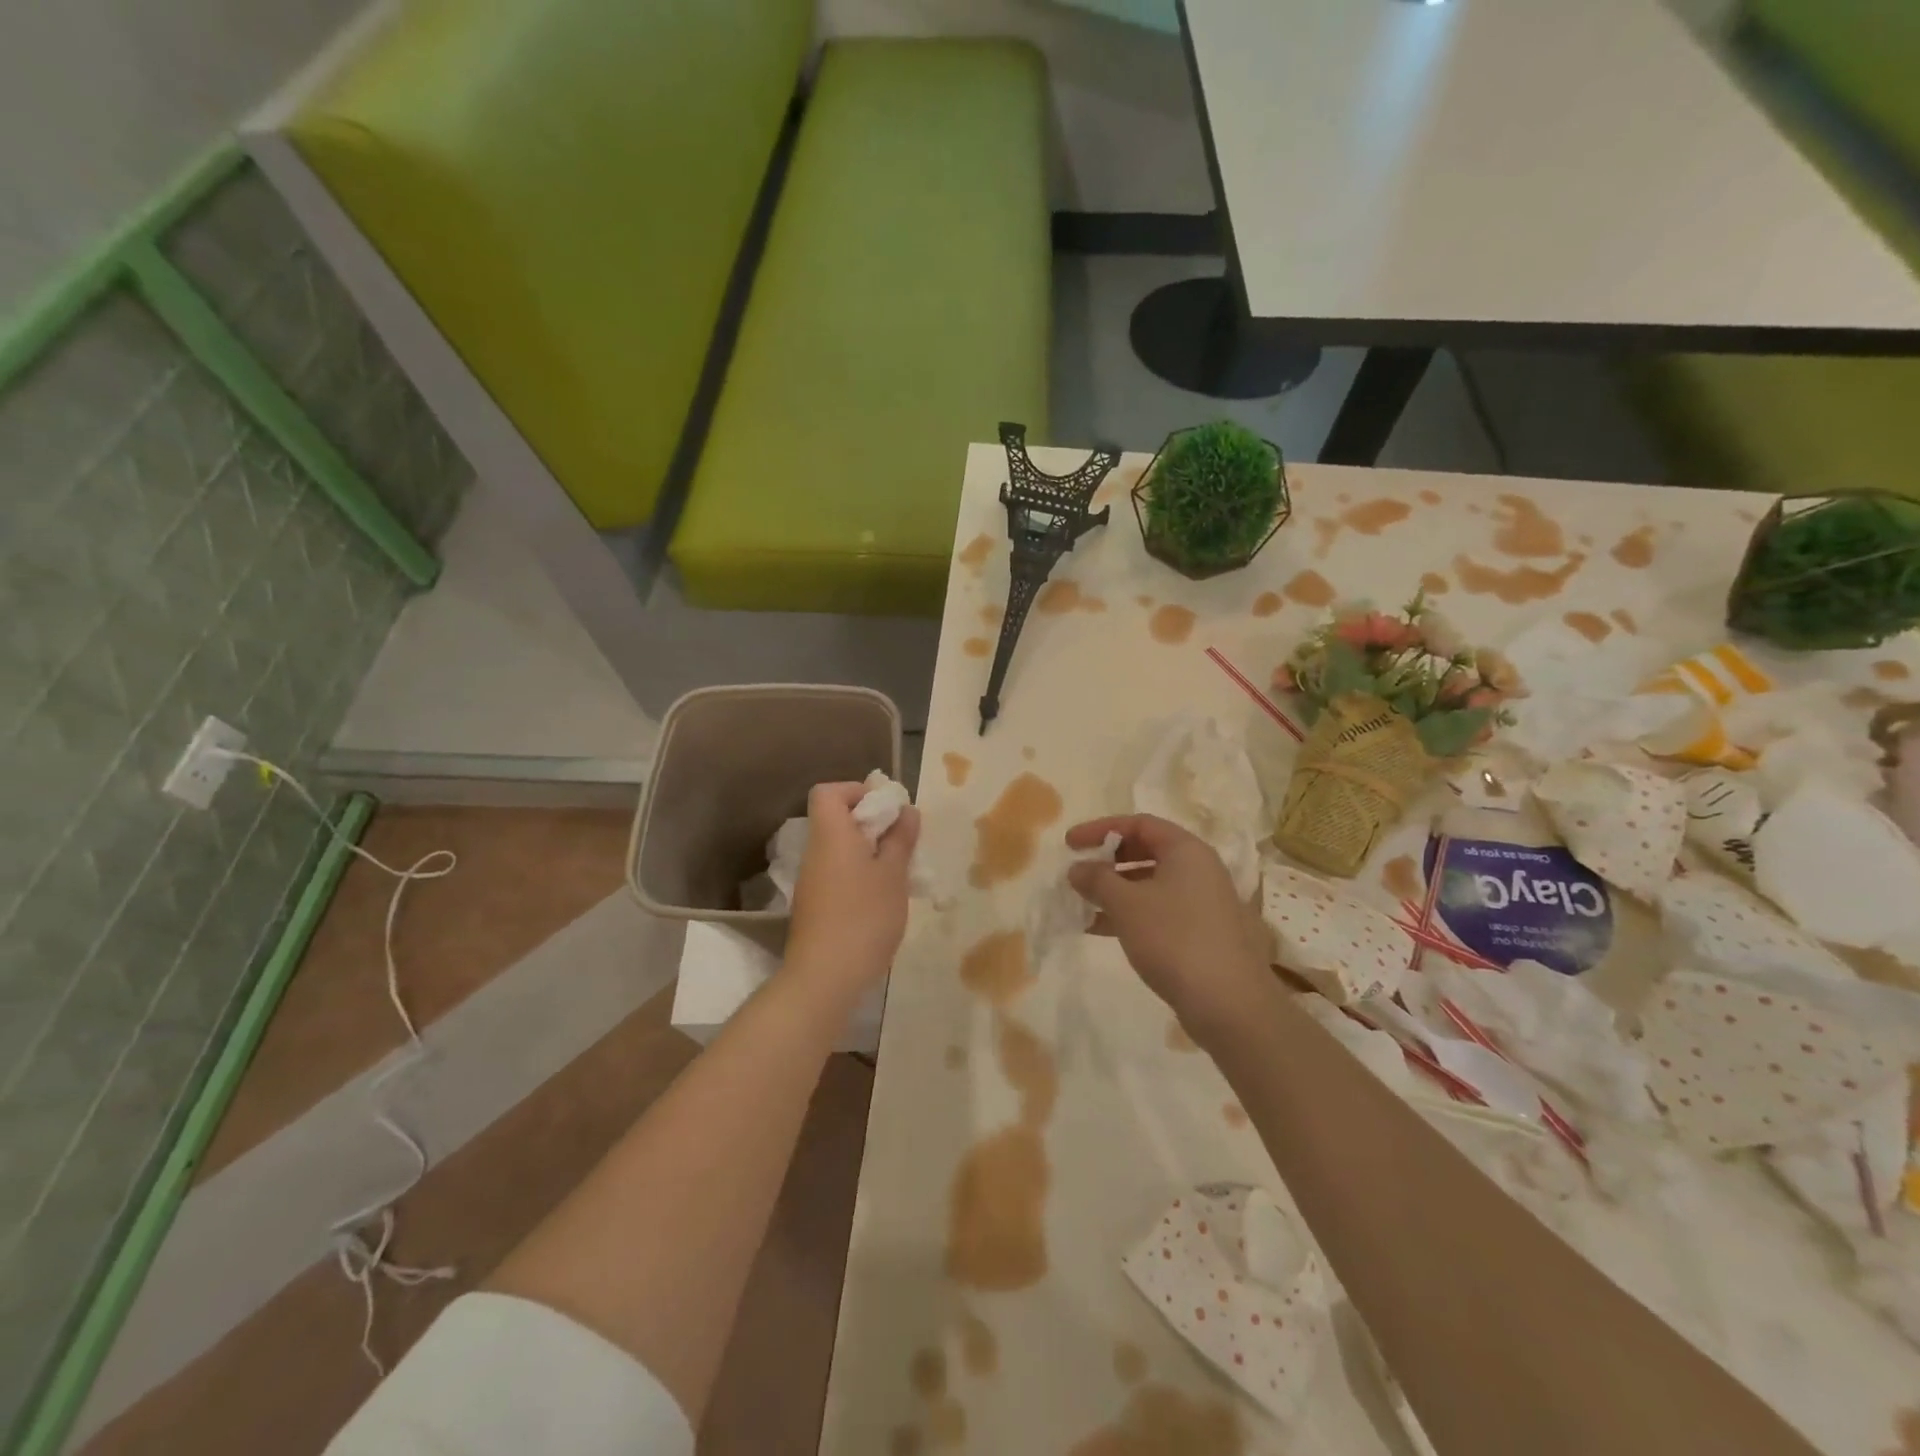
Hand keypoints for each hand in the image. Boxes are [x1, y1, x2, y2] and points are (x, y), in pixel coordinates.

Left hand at [786, 783, 919, 1003]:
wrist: (825, 976)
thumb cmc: (864, 916)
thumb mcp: (893, 874)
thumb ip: (900, 840)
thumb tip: (906, 811)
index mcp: (831, 834)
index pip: (829, 792)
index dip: (857, 791)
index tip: (888, 809)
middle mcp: (816, 851)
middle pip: (837, 819)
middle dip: (872, 823)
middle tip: (903, 840)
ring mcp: (813, 880)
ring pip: (840, 849)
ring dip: (870, 851)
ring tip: (900, 870)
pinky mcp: (816, 905)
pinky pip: (839, 873)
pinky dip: (860, 874)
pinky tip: (884, 897)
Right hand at [1066, 814, 1272, 1039]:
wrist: (1229, 1004)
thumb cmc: (1174, 939)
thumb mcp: (1126, 904)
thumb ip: (1097, 879)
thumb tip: (1077, 868)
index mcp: (1186, 850)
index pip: (1139, 823)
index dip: (1102, 829)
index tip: (1071, 844)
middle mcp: (1199, 869)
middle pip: (1147, 851)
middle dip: (1109, 860)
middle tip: (1078, 873)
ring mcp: (1204, 902)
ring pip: (1151, 884)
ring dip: (1116, 891)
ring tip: (1083, 904)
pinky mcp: (1202, 933)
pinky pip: (1159, 910)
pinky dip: (1130, 914)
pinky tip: (1101, 930)